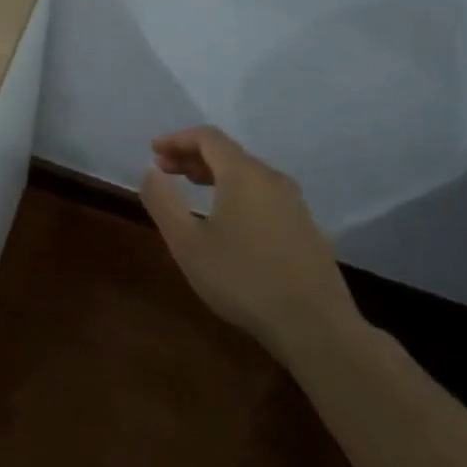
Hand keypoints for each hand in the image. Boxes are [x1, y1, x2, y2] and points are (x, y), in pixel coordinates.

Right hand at [140, 126, 357, 355]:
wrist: (316, 328)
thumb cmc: (243, 280)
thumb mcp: (187, 244)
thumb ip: (163, 202)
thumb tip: (150, 170)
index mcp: (244, 175)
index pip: (208, 137)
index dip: (177, 139)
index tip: (154, 152)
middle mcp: (272, 179)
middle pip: (229, 153)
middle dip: (193, 156)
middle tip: (165, 171)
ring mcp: (295, 204)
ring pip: (248, 174)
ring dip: (215, 174)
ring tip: (192, 189)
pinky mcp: (306, 228)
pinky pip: (264, 194)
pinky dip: (237, 192)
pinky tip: (227, 219)